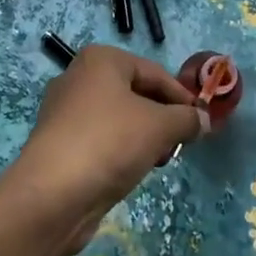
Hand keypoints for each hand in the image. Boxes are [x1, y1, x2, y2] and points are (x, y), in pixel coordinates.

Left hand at [3, 45, 205, 255]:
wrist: (51, 196)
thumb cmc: (109, 143)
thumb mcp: (159, 126)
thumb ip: (187, 119)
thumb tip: (203, 120)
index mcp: (101, 60)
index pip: (155, 73)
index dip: (182, 97)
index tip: (201, 122)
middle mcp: (79, 77)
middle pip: (136, 93)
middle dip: (162, 118)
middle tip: (179, 144)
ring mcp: (64, 111)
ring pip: (118, 118)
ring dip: (143, 137)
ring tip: (156, 160)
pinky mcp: (59, 143)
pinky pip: (101, 139)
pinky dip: (120, 151)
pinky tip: (130, 172)